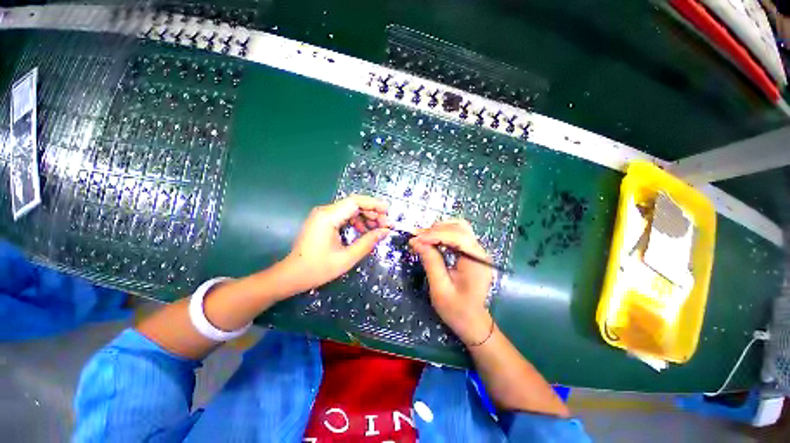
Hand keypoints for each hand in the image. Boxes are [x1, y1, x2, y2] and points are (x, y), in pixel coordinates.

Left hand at [282, 195, 390, 293]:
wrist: (292, 275)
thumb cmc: (318, 269)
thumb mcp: (347, 258)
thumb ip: (368, 242)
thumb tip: (385, 232)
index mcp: (328, 217)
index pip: (355, 202)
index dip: (374, 204)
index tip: (388, 211)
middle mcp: (325, 211)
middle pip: (354, 204)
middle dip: (372, 212)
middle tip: (386, 225)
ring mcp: (323, 215)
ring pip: (350, 210)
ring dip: (366, 217)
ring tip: (378, 229)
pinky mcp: (323, 221)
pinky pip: (344, 216)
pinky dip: (356, 222)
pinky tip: (364, 231)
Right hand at [409, 220, 494, 345]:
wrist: (472, 323)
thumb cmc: (457, 310)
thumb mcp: (440, 288)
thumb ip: (430, 261)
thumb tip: (416, 241)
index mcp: (476, 260)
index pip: (456, 236)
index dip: (434, 234)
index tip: (415, 239)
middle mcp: (479, 251)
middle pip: (459, 227)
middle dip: (436, 229)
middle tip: (416, 238)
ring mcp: (476, 251)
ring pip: (458, 228)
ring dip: (438, 230)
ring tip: (422, 238)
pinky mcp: (471, 253)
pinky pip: (457, 236)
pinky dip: (442, 235)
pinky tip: (431, 241)